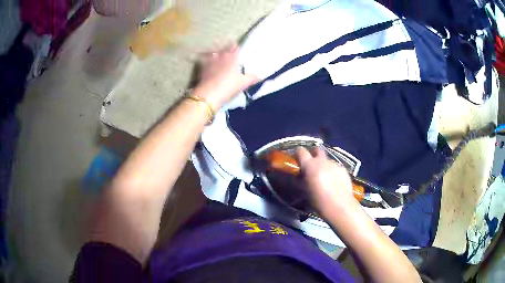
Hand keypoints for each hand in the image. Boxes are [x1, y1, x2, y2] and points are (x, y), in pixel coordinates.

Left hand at [195, 43, 257, 109]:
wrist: (210, 93)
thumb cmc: (230, 86)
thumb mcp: (244, 83)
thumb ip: (252, 77)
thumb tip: (260, 75)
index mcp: (232, 56)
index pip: (235, 47)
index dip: (236, 47)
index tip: (236, 49)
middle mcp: (221, 55)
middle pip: (223, 47)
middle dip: (225, 49)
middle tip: (226, 53)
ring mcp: (209, 60)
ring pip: (212, 52)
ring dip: (214, 53)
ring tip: (215, 57)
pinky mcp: (201, 67)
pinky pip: (202, 60)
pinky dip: (203, 60)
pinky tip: (204, 64)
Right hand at [295, 147, 355, 215]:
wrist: (339, 206)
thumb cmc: (318, 200)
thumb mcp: (303, 192)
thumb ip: (299, 180)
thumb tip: (297, 176)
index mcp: (310, 165)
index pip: (300, 151)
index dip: (297, 154)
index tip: (297, 160)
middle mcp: (322, 161)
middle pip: (317, 149)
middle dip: (313, 154)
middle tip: (311, 165)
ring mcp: (334, 164)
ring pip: (327, 160)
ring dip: (324, 165)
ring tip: (324, 178)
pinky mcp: (344, 170)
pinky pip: (335, 167)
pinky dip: (333, 172)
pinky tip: (334, 183)